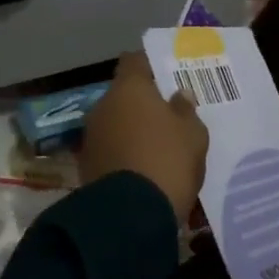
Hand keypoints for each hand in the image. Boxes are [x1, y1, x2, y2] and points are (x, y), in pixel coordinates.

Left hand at [80, 52, 208, 221]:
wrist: (130, 217)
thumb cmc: (168, 160)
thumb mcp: (193, 134)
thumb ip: (185, 110)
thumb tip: (178, 95)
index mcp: (129, 88)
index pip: (135, 61)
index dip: (150, 65)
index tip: (166, 74)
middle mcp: (104, 105)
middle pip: (124, 94)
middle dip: (142, 102)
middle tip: (167, 113)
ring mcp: (91, 136)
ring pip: (116, 122)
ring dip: (132, 128)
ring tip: (157, 144)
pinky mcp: (86, 165)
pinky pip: (110, 148)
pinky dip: (124, 152)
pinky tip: (143, 166)